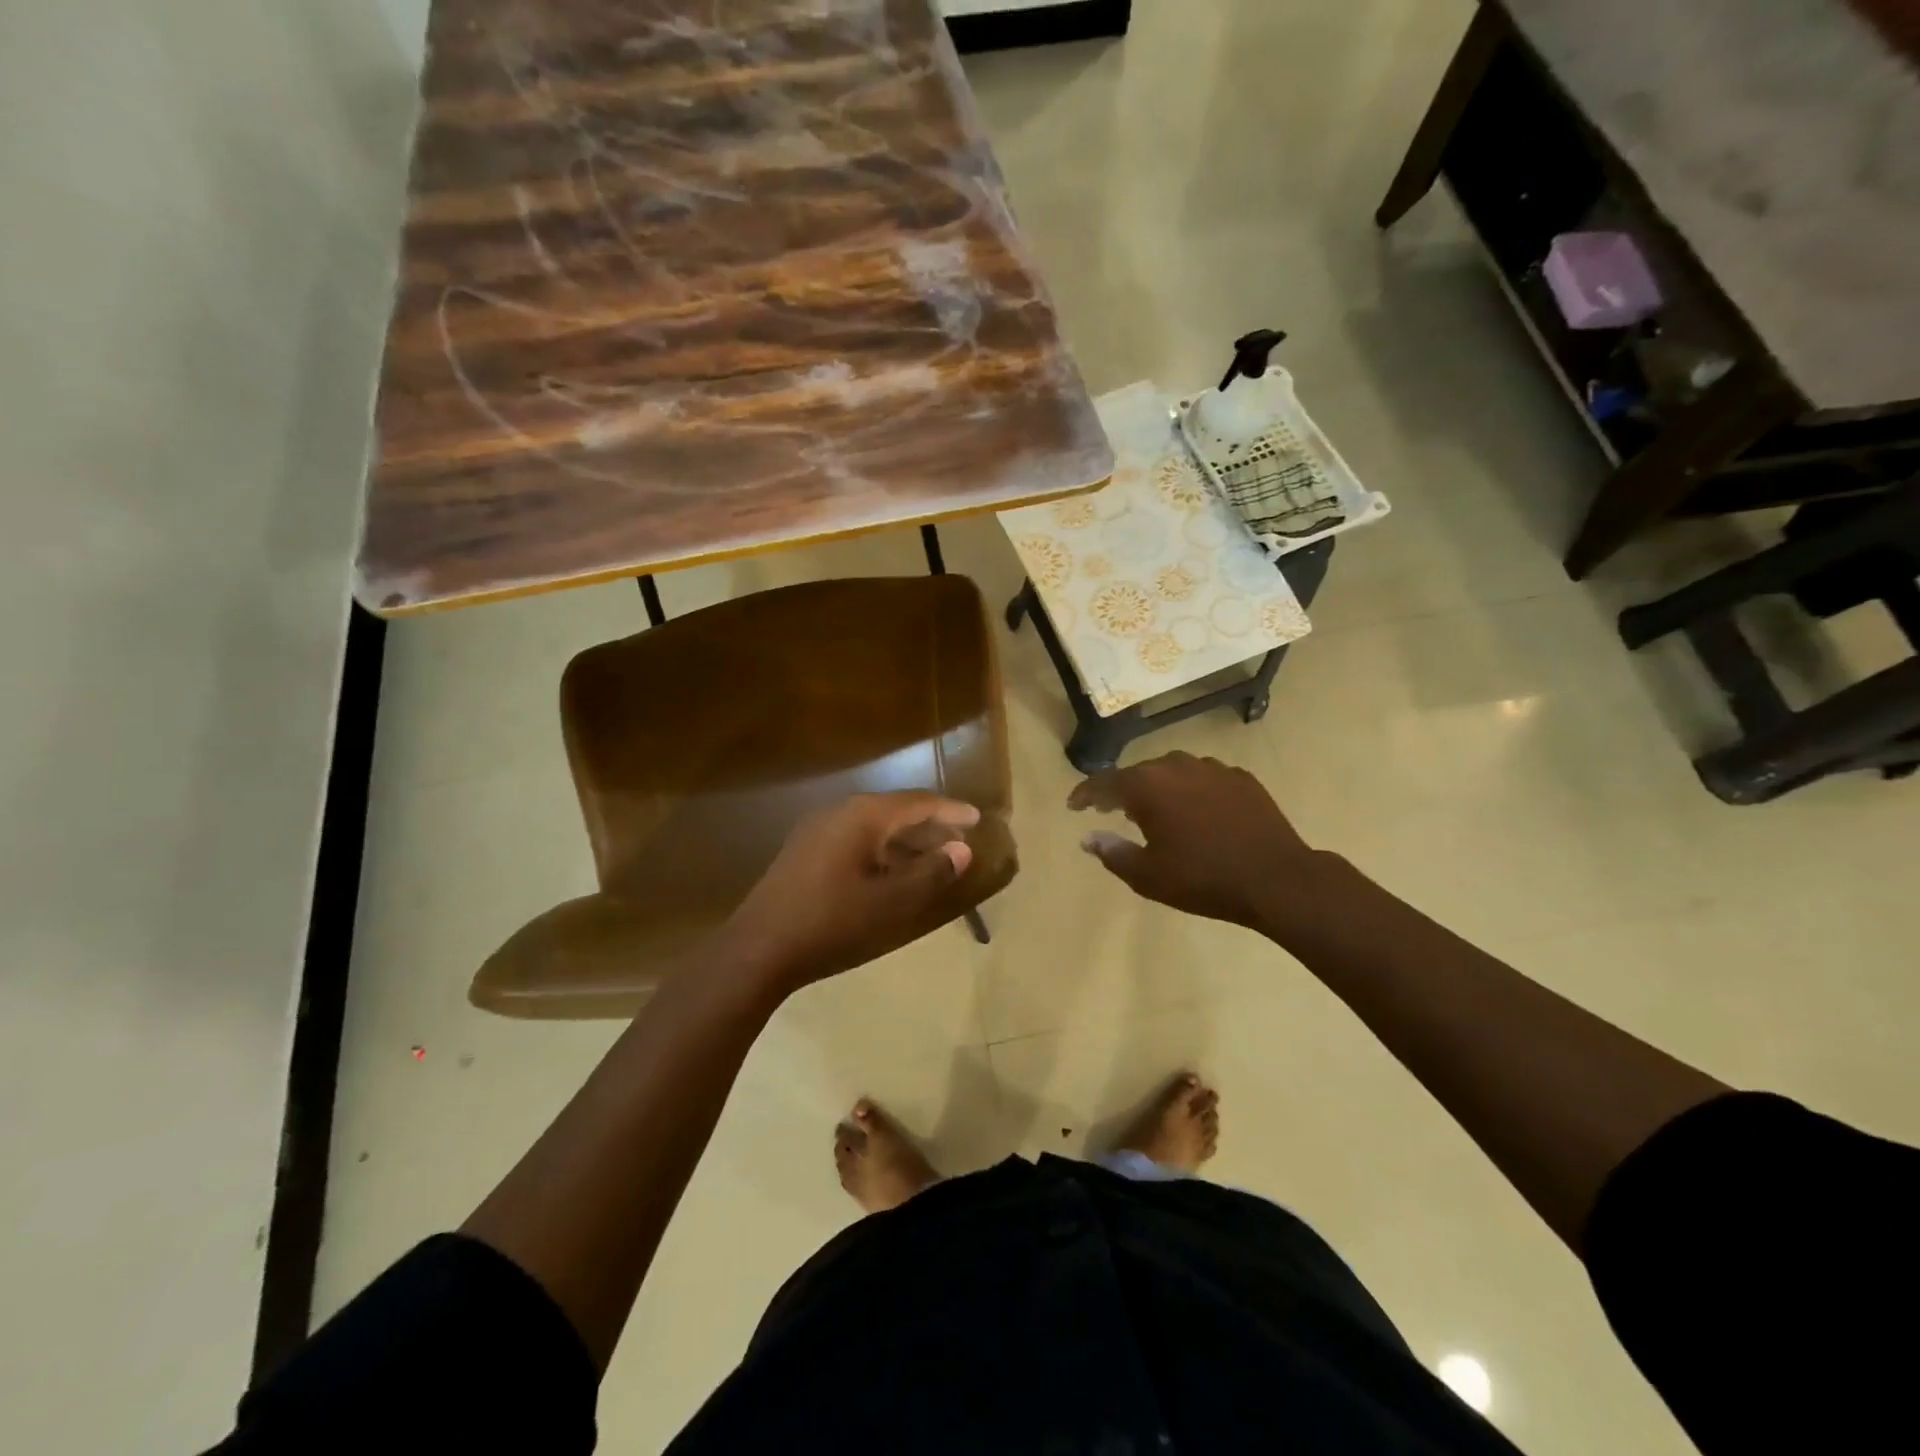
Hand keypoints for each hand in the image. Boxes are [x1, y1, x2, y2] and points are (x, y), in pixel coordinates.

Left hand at [721, 792, 982, 991]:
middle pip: (895, 811)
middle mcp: (839, 813)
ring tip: (933, 859)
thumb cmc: (832, 923)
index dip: (951, 811)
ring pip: (874, 827)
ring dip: (906, 840)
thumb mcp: (891, 903)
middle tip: (960, 840)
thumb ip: (931, 874)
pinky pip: (855, 840)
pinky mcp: (805, 853)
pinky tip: (892, 874)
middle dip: (930, 825)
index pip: (917, 802)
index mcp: (862, 816)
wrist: (758, 950)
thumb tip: (962, 850)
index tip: (978, 818)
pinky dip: (882, 851)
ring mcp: (817, 832)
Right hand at [1068, 752, 1318, 931]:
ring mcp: (1212, 768)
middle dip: (1121, 791)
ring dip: (1158, 789)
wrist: (1277, 879)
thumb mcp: (1148, 876)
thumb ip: (1112, 853)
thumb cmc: (1203, 879)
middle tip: (1111, 810)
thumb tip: (1088, 837)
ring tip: (1155, 810)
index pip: (1104, 783)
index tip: (1074, 806)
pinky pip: (1203, 779)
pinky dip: (1191, 791)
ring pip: (1172, 772)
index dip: (1084, 794)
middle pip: (1138, 773)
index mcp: (1147, 786)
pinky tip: (1196, 812)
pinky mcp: (1241, 778)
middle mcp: (1176, 766)